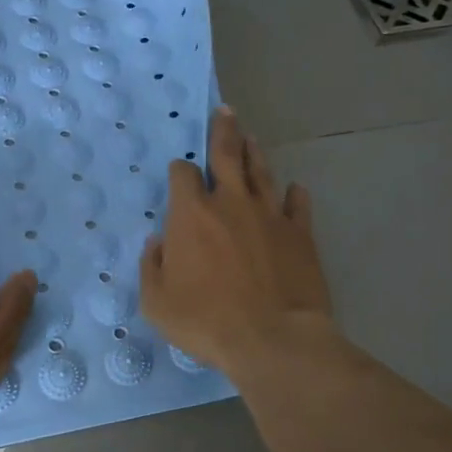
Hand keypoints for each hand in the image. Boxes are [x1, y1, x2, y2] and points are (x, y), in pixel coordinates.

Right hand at [140, 107, 333, 377]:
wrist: (273, 339)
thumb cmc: (206, 321)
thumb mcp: (157, 302)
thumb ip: (152, 266)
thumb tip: (158, 242)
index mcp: (191, 214)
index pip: (184, 175)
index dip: (181, 171)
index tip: (181, 174)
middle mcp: (231, 203)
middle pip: (227, 154)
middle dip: (223, 131)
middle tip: (225, 112)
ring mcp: (269, 215)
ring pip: (262, 172)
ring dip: (254, 153)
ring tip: (251, 137)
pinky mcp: (299, 233)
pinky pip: (297, 204)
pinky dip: (294, 194)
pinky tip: (293, 188)